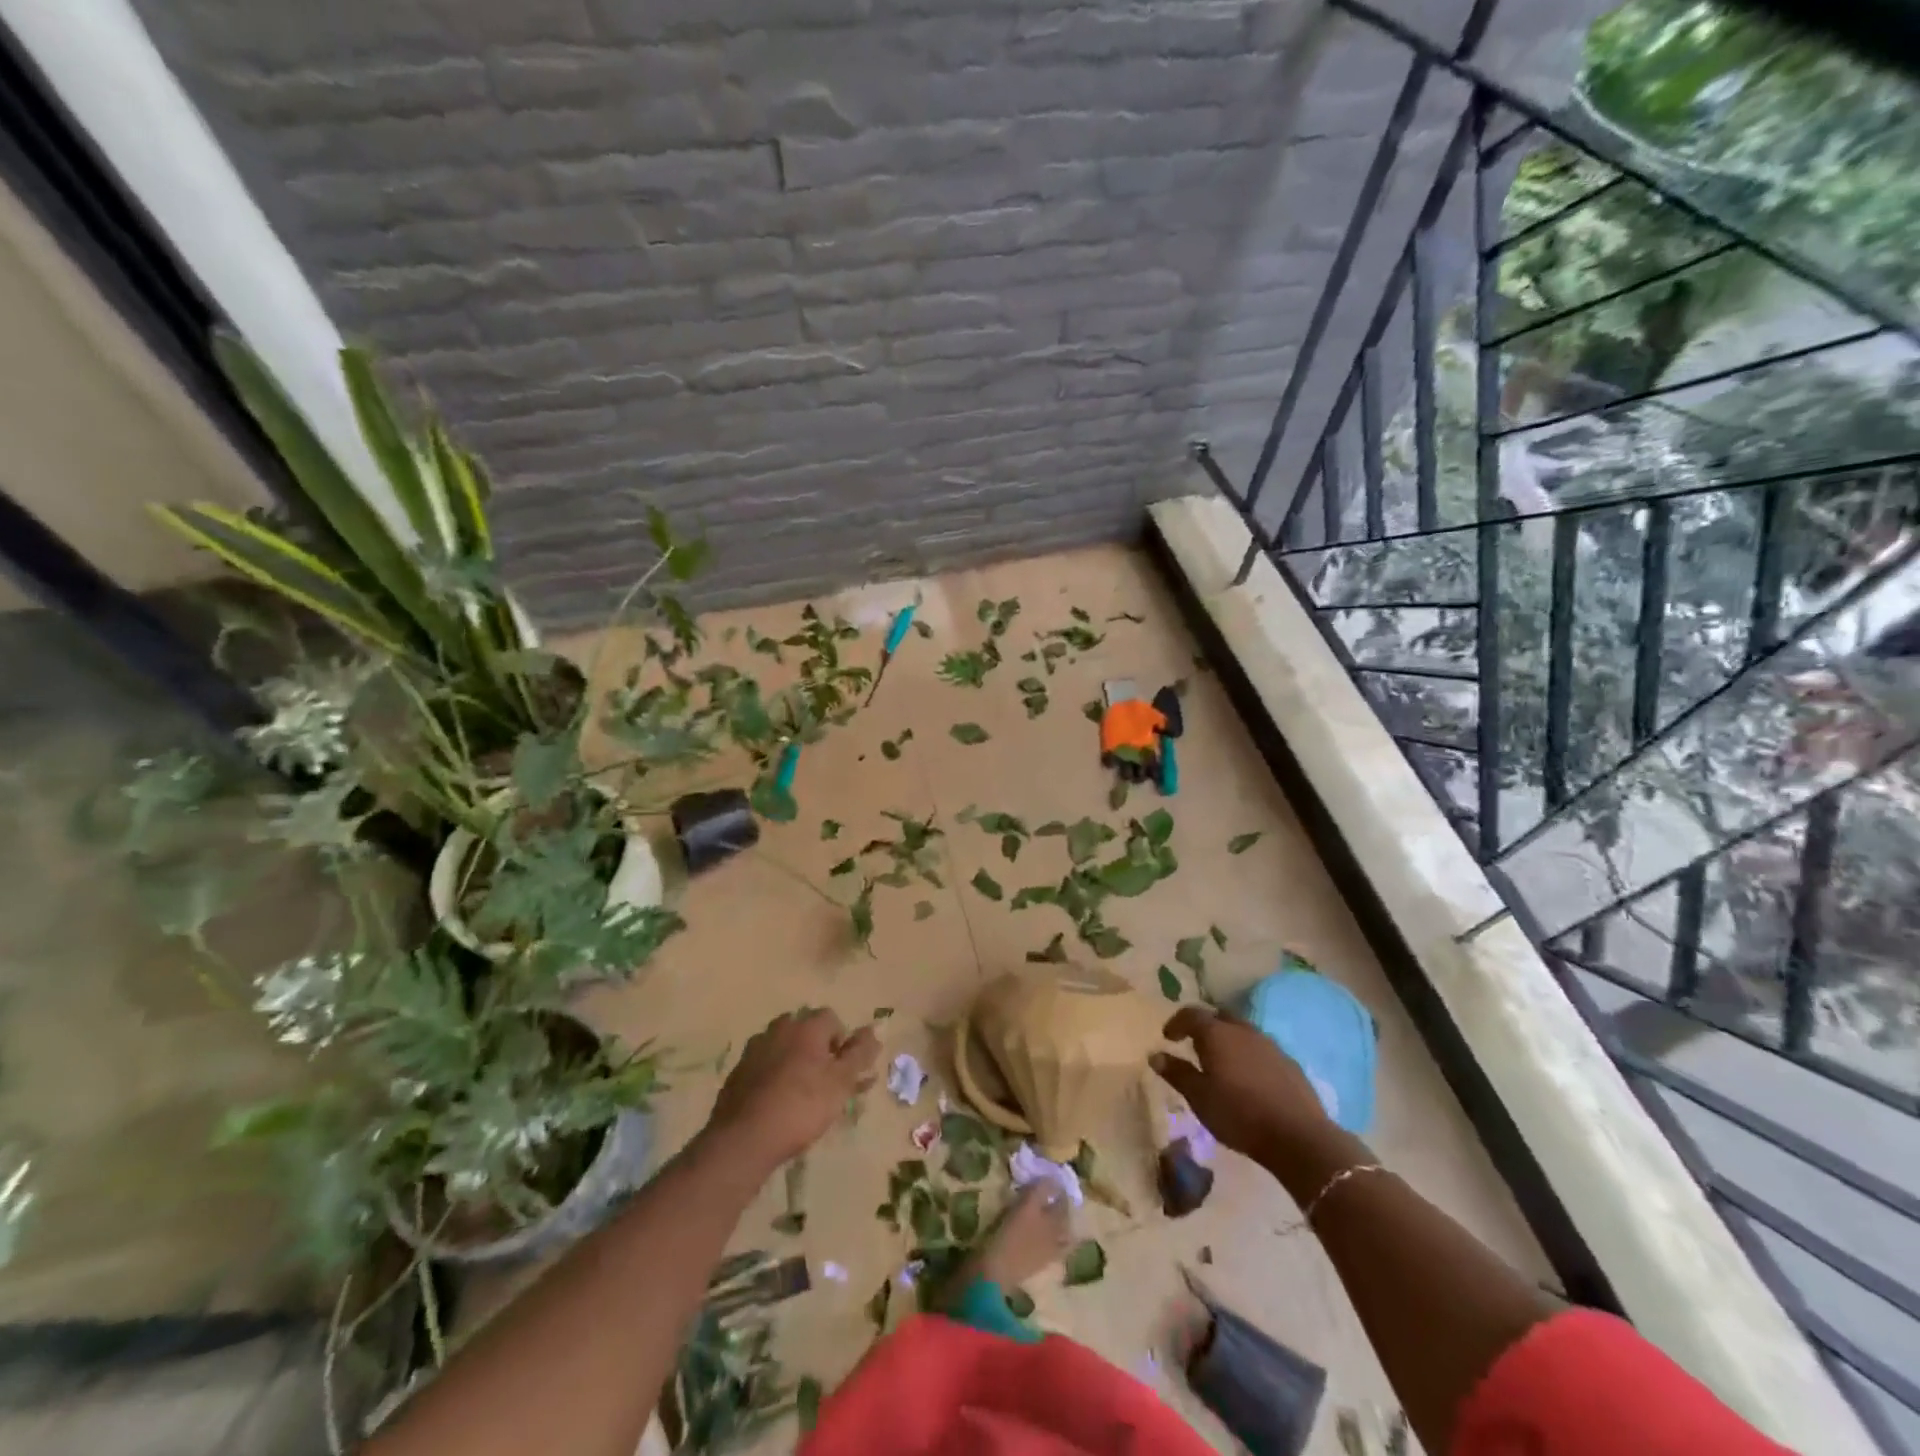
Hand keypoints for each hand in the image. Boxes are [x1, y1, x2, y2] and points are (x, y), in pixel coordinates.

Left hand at [705, 1009, 879, 1172]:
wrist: (744, 1138)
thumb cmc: (802, 1107)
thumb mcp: (841, 1083)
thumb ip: (859, 1054)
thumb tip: (873, 1029)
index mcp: (806, 1027)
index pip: (831, 1018)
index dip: (842, 1042)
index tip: (844, 1070)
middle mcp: (779, 1029)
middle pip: (805, 1030)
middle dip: (817, 1049)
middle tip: (825, 1081)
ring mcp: (754, 1049)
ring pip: (783, 1047)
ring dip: (795, 1061)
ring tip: (801, 1094)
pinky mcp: (737, 1072)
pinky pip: (763, 1066)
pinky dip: (773, 1077)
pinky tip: (776, 1103)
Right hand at [1151, 1006, 1331, 1161]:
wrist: (1298, 1137)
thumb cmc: (1239, 1115)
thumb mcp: (1199, 1098)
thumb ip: (1177, 1073)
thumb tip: (1155, 1055)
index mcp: (1217, 1034)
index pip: (1191, 1014)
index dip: (1177, 1023)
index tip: (1168, 1038)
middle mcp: (1242, 1030)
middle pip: (1219, 1017)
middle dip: (1204, 1027)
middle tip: (1194, 1046)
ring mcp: (1269, 1044)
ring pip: (1242, 1031)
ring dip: (1228, 1040)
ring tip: (1221, 1064)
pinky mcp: (1288, 1062)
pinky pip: (1260, 1049)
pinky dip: (1248, 1055)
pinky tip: (1248, 1079)